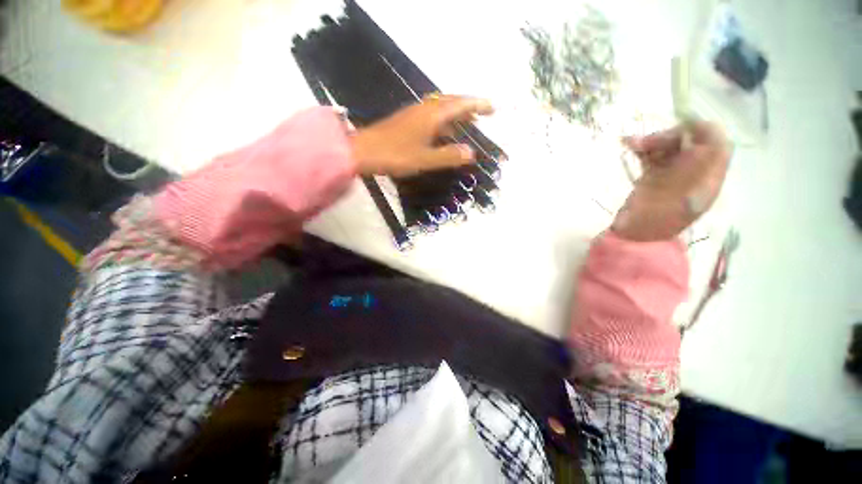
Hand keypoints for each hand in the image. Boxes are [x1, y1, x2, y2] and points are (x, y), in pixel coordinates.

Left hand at [350, 95, 493, 175]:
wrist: (364, 151)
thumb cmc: (396, 155)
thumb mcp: (425, 160)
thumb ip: (449, 156)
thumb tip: (471, 153)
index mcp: (432, 116)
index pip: (461, 105)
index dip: (478, 105)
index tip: (492, 108)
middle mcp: (425, 109)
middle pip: (451, 101)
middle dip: (468, 105)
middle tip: (482, 114)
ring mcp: (414, 113)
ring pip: (441, 107)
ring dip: (456, 111)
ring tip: (467, 121)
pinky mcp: (407, 120)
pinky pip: (432, 114)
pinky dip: (444, 119)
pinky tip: (443, 130)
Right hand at [613, 121, 731, 241]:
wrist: (632, 237)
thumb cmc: (656, 219)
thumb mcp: (684, 191)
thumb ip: (700, 161)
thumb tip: (709, 129)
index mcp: (708, 179)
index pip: (716, 144)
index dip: (700, 130)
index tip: (676, 127)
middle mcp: (694, 174)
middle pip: (691, 144)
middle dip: (670, 137)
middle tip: (644, 142)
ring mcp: (673, 176)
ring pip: (670, 149)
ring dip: (653, 142)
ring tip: (632, 144)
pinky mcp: (655, 179)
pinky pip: (654, 158)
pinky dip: (644, 150)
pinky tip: (631, 146)